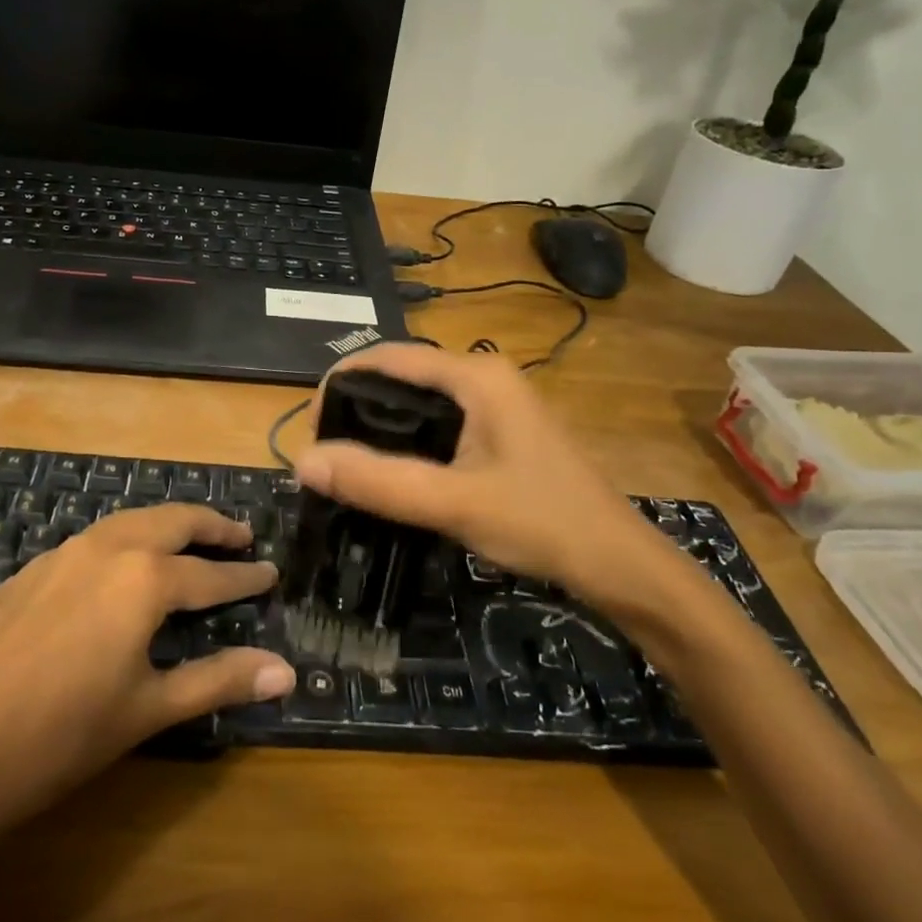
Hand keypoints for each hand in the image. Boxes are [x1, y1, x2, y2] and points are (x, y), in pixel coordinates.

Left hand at [0, 505, 293, 840]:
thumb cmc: (60, 738)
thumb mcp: (149, 710)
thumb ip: (219, 681)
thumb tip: (287, 671)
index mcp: (143, 578)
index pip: (210, 573)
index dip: (244, 576)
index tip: (272, 573)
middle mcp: (105, 549)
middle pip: (171, 521)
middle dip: (210, 526)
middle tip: (240, 535)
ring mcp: (59, 556)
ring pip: (127, 523)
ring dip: (165, 526)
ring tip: (188, 541)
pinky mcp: (27, 574)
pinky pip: (90, 542)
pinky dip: (123, 542)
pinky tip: (119, 570)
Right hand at [294, 345, 684, 618]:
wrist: (618, 563)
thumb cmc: (540, 522)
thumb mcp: (452, 502)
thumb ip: (378, 482)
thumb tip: (303, 462)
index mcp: (476, 376)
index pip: (390, 357)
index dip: (341, 382)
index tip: (310, 427)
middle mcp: (485, 377)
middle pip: (403, 375)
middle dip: (357, 404)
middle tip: (326, 451)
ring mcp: (498, 404)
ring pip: (421, 402)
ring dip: (381, 424)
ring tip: (348, 463)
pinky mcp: (502, 433)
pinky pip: (441, 423)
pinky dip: (408, 440)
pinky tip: (393, 472)